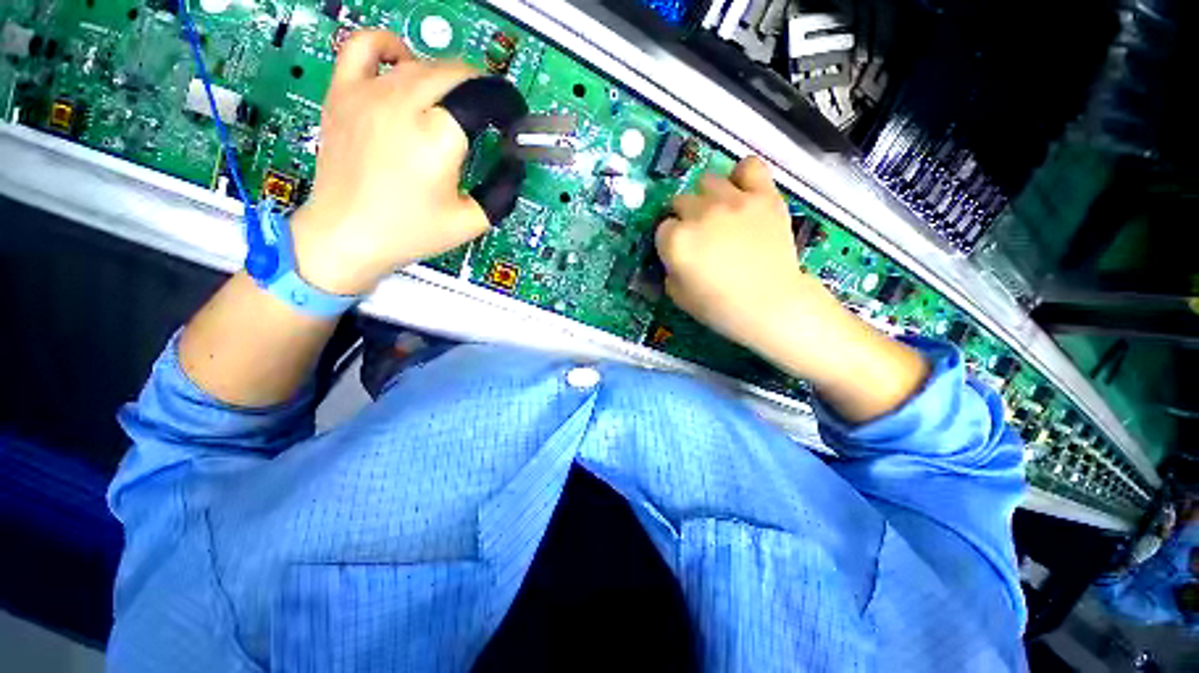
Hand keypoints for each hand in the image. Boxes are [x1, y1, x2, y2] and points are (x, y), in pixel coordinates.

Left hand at [290, 30, 489, 295]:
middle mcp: (404, 105)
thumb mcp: (471, 222)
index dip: (504, 106)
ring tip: (453, 103)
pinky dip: (390, 46)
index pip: (482, 98)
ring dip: (447, 78)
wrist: (347, 235)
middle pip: (455, 73)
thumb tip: (514, 167)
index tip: (510, 122)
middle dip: (480, 90)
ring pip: (421, 62)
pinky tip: (403, 63)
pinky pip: (365, 46)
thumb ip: (501, 193)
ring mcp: (369, 94)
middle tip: (487, 115)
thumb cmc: (410, 232)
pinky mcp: (344, 92)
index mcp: (438, 138)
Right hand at [656, 156, 834, 354]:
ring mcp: (733, 201)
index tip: (680, 252)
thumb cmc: (719, 307)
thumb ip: (669, 270)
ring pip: (708, 180)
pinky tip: (743, 192)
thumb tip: (673, 257)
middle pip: (681, 201)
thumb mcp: (678, 296)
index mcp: (676, 240)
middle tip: (699, 236)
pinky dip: (743, 176)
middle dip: (685, 218)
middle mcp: (700, 214)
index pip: (662, 228)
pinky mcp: (763, 196)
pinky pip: (749, 166)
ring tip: (719, 214)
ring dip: (707, 197)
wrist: (770, 304)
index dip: (670, 241)